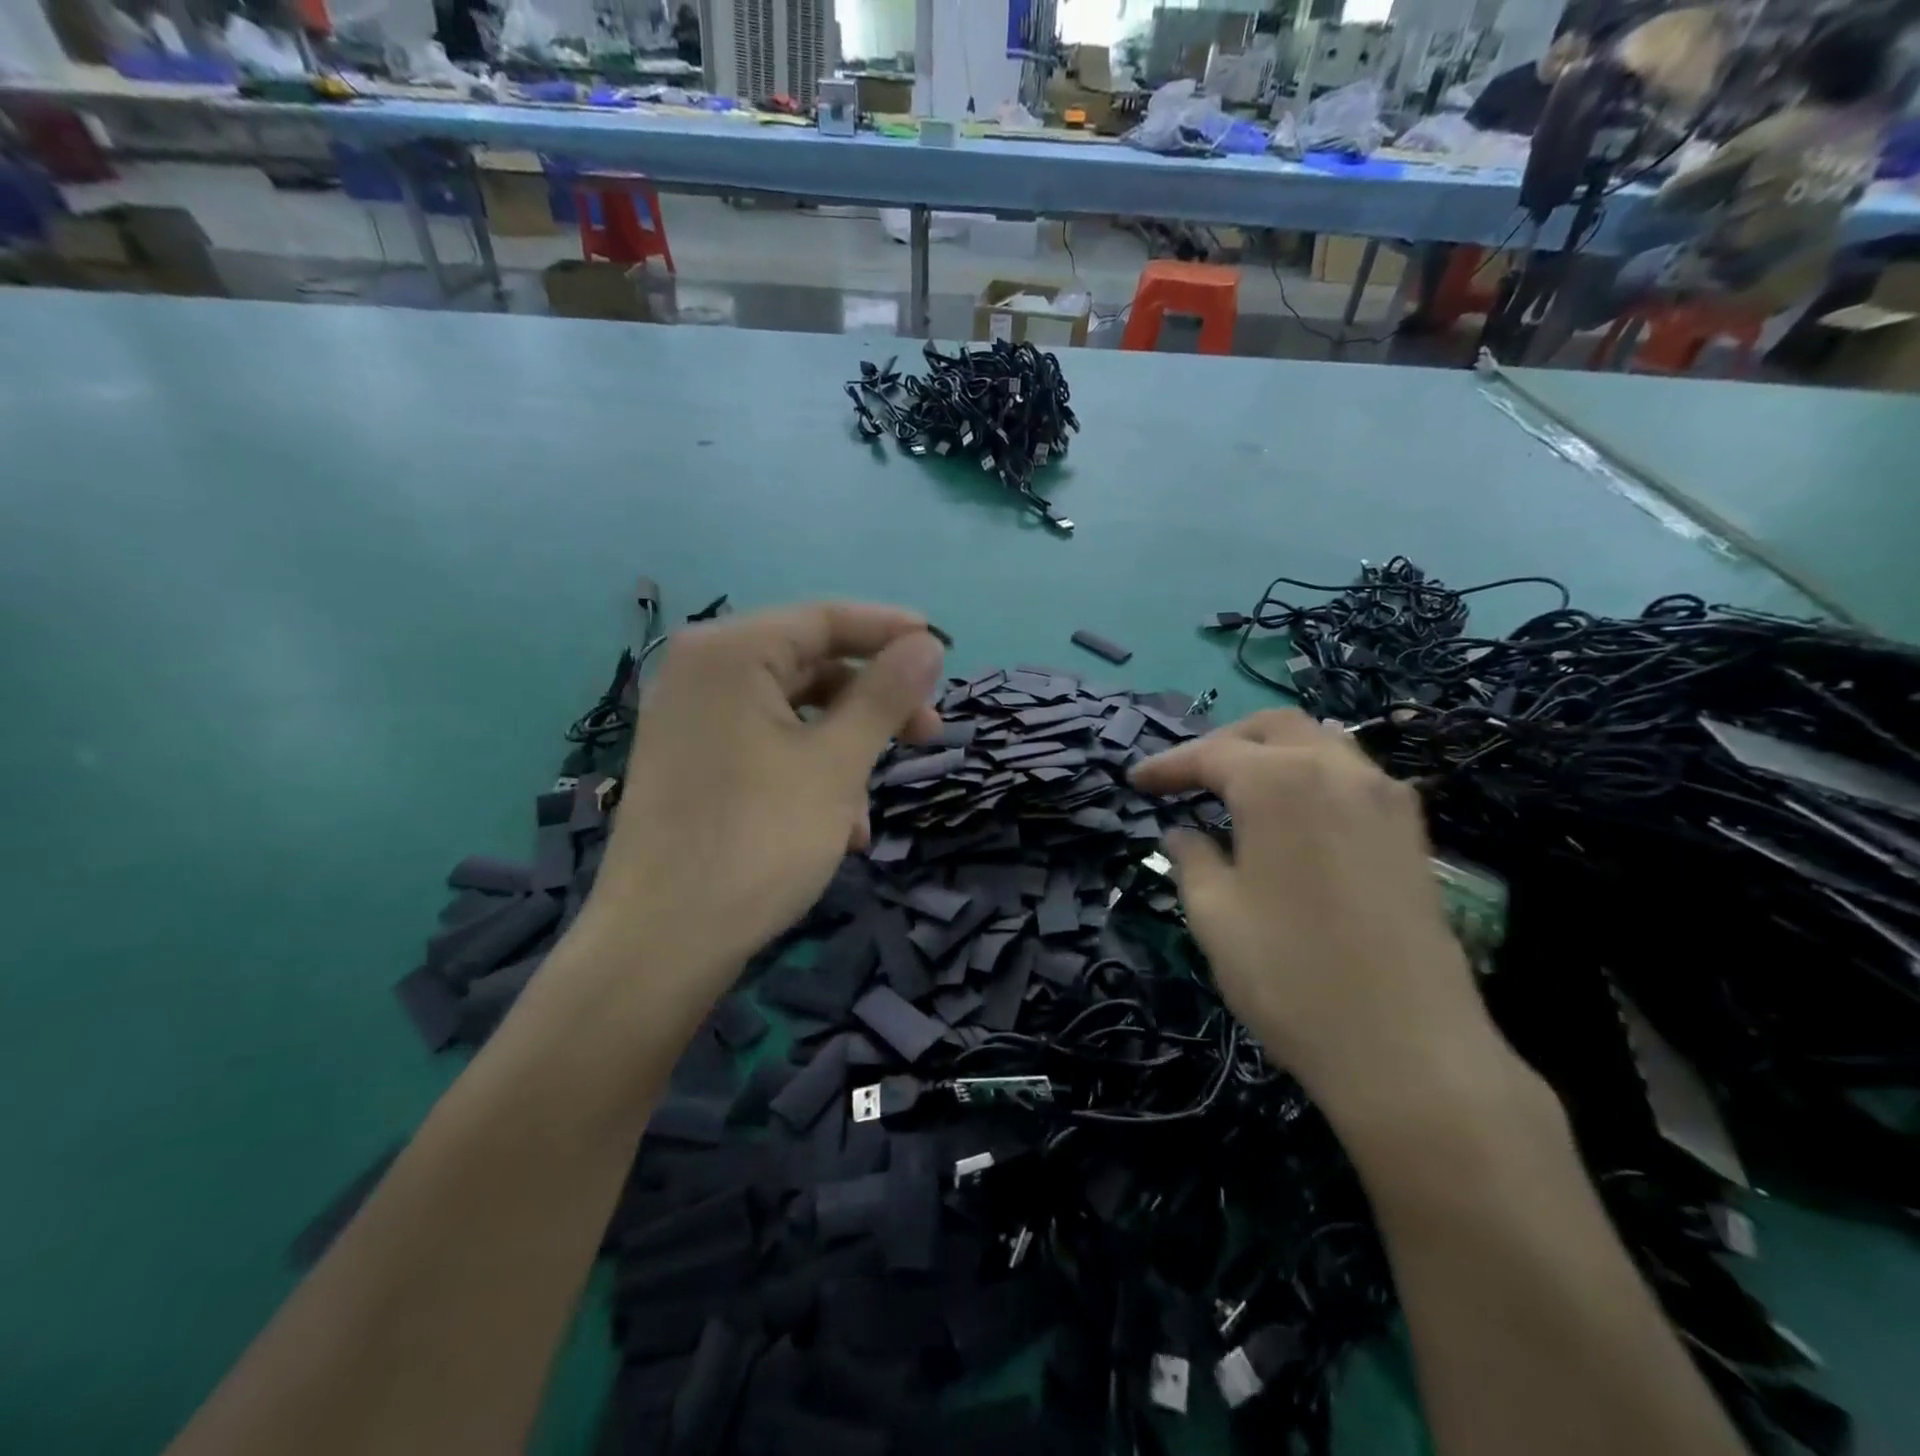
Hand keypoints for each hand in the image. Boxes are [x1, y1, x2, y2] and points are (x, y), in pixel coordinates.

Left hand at [578, 602, 943, 1005]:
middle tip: (927, 735)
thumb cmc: (757, 842)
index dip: (891, 631)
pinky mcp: (690, 763)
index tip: (944, 650)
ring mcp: (690, 720)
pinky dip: (808, 774)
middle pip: (810, 665)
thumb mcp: (836, 765)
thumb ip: (884, 696)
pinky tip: (837, 830)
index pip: (825, 618)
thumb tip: (928, 644)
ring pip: (792, 714)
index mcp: (729, 653)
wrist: (661, 946)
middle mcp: (701, 672)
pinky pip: (765, 747)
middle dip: (873, 704)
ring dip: (845, 752)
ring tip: (870, 811)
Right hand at [1131, 710, 1500, 1127]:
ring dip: (1272, 753)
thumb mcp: (1214, 916)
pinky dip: (1313, 777)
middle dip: (1222, 745)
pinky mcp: (1412, 833)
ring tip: (1239, 789)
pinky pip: (1354, 777)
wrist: (1409, 1049)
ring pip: (1320, 743)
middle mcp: (1335, 770)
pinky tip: (1296, 816)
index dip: (1167, 766)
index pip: (1210, 755)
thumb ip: (1191, 859)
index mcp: (1278, 782)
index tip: (1135, 782)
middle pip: (1271, 729)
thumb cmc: (1289, 976)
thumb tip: (1182, 833)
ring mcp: (1384, 798)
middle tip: (1188, 778)